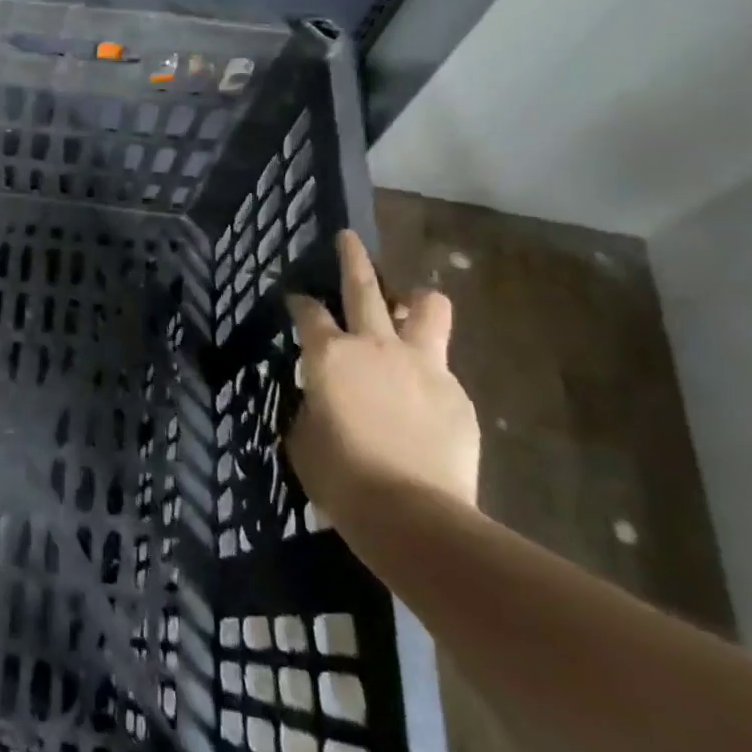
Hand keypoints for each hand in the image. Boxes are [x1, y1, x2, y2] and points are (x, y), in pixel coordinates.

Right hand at [283, 229, 479, 525]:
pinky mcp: (456, 392)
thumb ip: (312, 404)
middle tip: (348, 238)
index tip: (295, 299)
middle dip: (352, 257)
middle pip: (364, 285)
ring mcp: (423, 364)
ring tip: (409, 305)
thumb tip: (322, 397)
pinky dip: (427, 369)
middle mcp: (375, 345)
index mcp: (329, 355)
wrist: (412, 513)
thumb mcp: (304, 437)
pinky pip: (441, 366)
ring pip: (428, 307)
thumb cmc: (341, 477)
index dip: (299, 302)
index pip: (308, 312)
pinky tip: (420, 399)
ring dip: (415, 300)